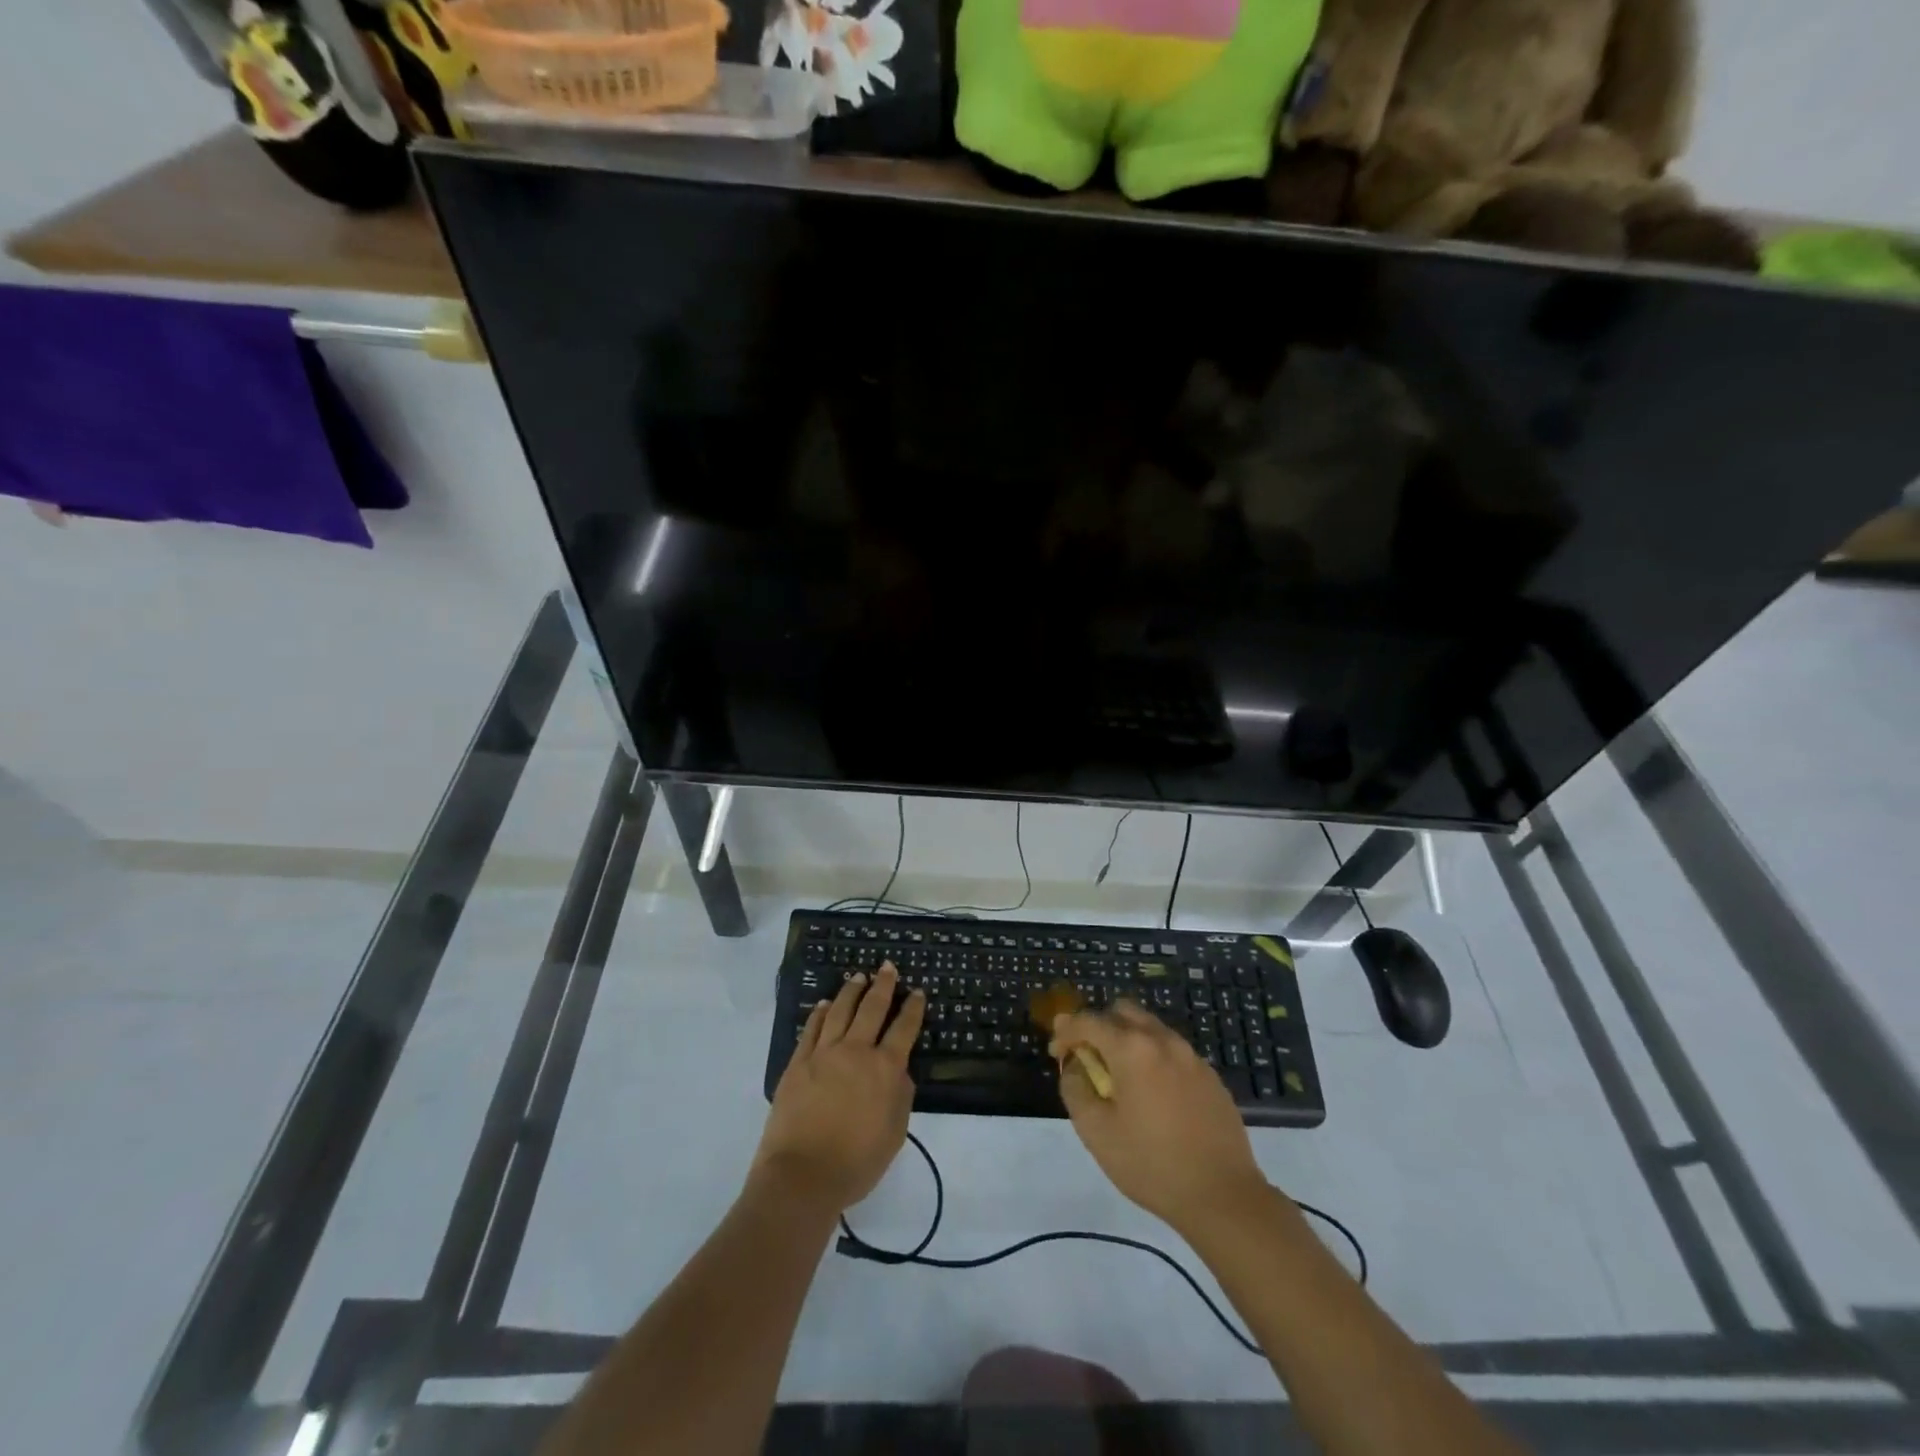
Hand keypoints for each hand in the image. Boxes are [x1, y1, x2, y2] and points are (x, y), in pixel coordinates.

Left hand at [753, 962, 924, 1212]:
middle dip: (882, 986)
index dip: (912, 1008)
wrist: (802, 1176)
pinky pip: (811, 1029)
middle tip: (887, 967)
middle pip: (872, 1009)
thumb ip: (901, 1097)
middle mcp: (856, 1052)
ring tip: (858, 977)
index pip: (903, 1029)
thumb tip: (899, 1071)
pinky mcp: (798, 1063)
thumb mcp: (894, 1134)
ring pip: (840, 1011)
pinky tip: (824, 1004)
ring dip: (851, 992)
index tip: (916, 991)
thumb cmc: (856, 1163)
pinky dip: (819, 1013)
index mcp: (884, 1069)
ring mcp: (823, 1054)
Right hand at [1050, 1000, 1267, 1234]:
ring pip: (1150, 1028)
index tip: (1057, 1053)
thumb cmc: (1151, 1164)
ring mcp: (1191, 1056)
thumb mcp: (1096, 1132)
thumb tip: (1074, 1066)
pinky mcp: (1210, 1075)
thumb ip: (1075, 1088)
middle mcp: (1162, 1040)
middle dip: (1098, 1026)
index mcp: (1132, 1048)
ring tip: (1120, 1078)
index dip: (1065, 1032)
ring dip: (1127, 1040)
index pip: (1088, 1021)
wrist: (1223, 1196)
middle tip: (1088, 1058)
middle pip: (1122, 1011)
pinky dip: (1153, 1058)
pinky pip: (1172, 1051)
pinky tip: (1153, 1095)